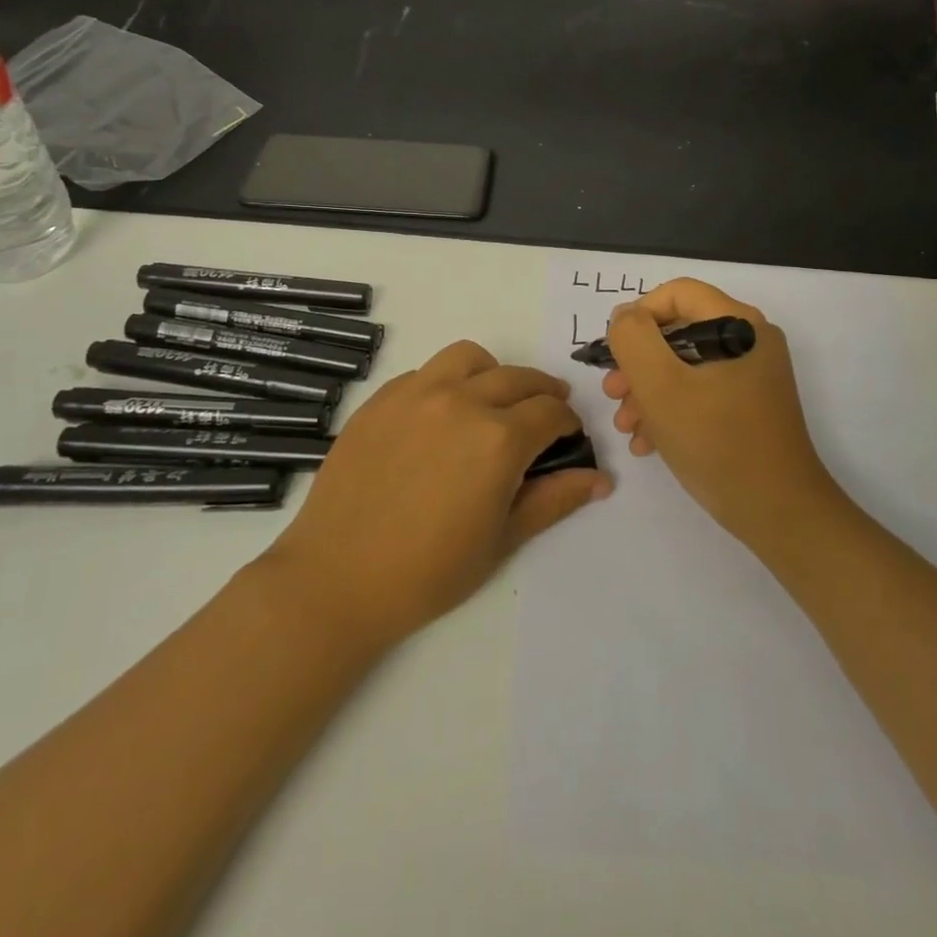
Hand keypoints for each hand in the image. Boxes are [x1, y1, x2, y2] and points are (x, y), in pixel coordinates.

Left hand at [260, 341, 610, 648]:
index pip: (551, 413)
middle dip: (542, 394)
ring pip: (469, 358)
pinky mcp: (381, 399)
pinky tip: (440, 417)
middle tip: (545, 416)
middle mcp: (461, 401)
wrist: (336, 578)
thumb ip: (554, 500)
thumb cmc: (428, 571)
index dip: (568, 425)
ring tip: (493, 402)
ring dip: (493, 373)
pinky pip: (425, 372)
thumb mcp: (502, 540)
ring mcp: (416, 393)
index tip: (568, 439)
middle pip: (518, 378)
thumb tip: (600, 479)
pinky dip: (446, 383)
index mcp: (498, 438)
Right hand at [603, 278, 837, 551]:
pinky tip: (648, 442)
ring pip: (686, 365)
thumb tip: (625, 316)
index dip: (638, 315)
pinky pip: (702, 391)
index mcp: (738, 324)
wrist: (779, 513)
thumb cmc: (717, 442)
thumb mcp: (661, 385)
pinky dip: (671, 409)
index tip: (615, 353)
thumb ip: (634, 339)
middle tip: (613, 393)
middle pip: (679, 331)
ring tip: (626, 426)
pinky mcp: (750, 406)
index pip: (677, 293)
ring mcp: (753, 375)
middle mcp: (750, 340)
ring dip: (648, 390)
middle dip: (638, 362)